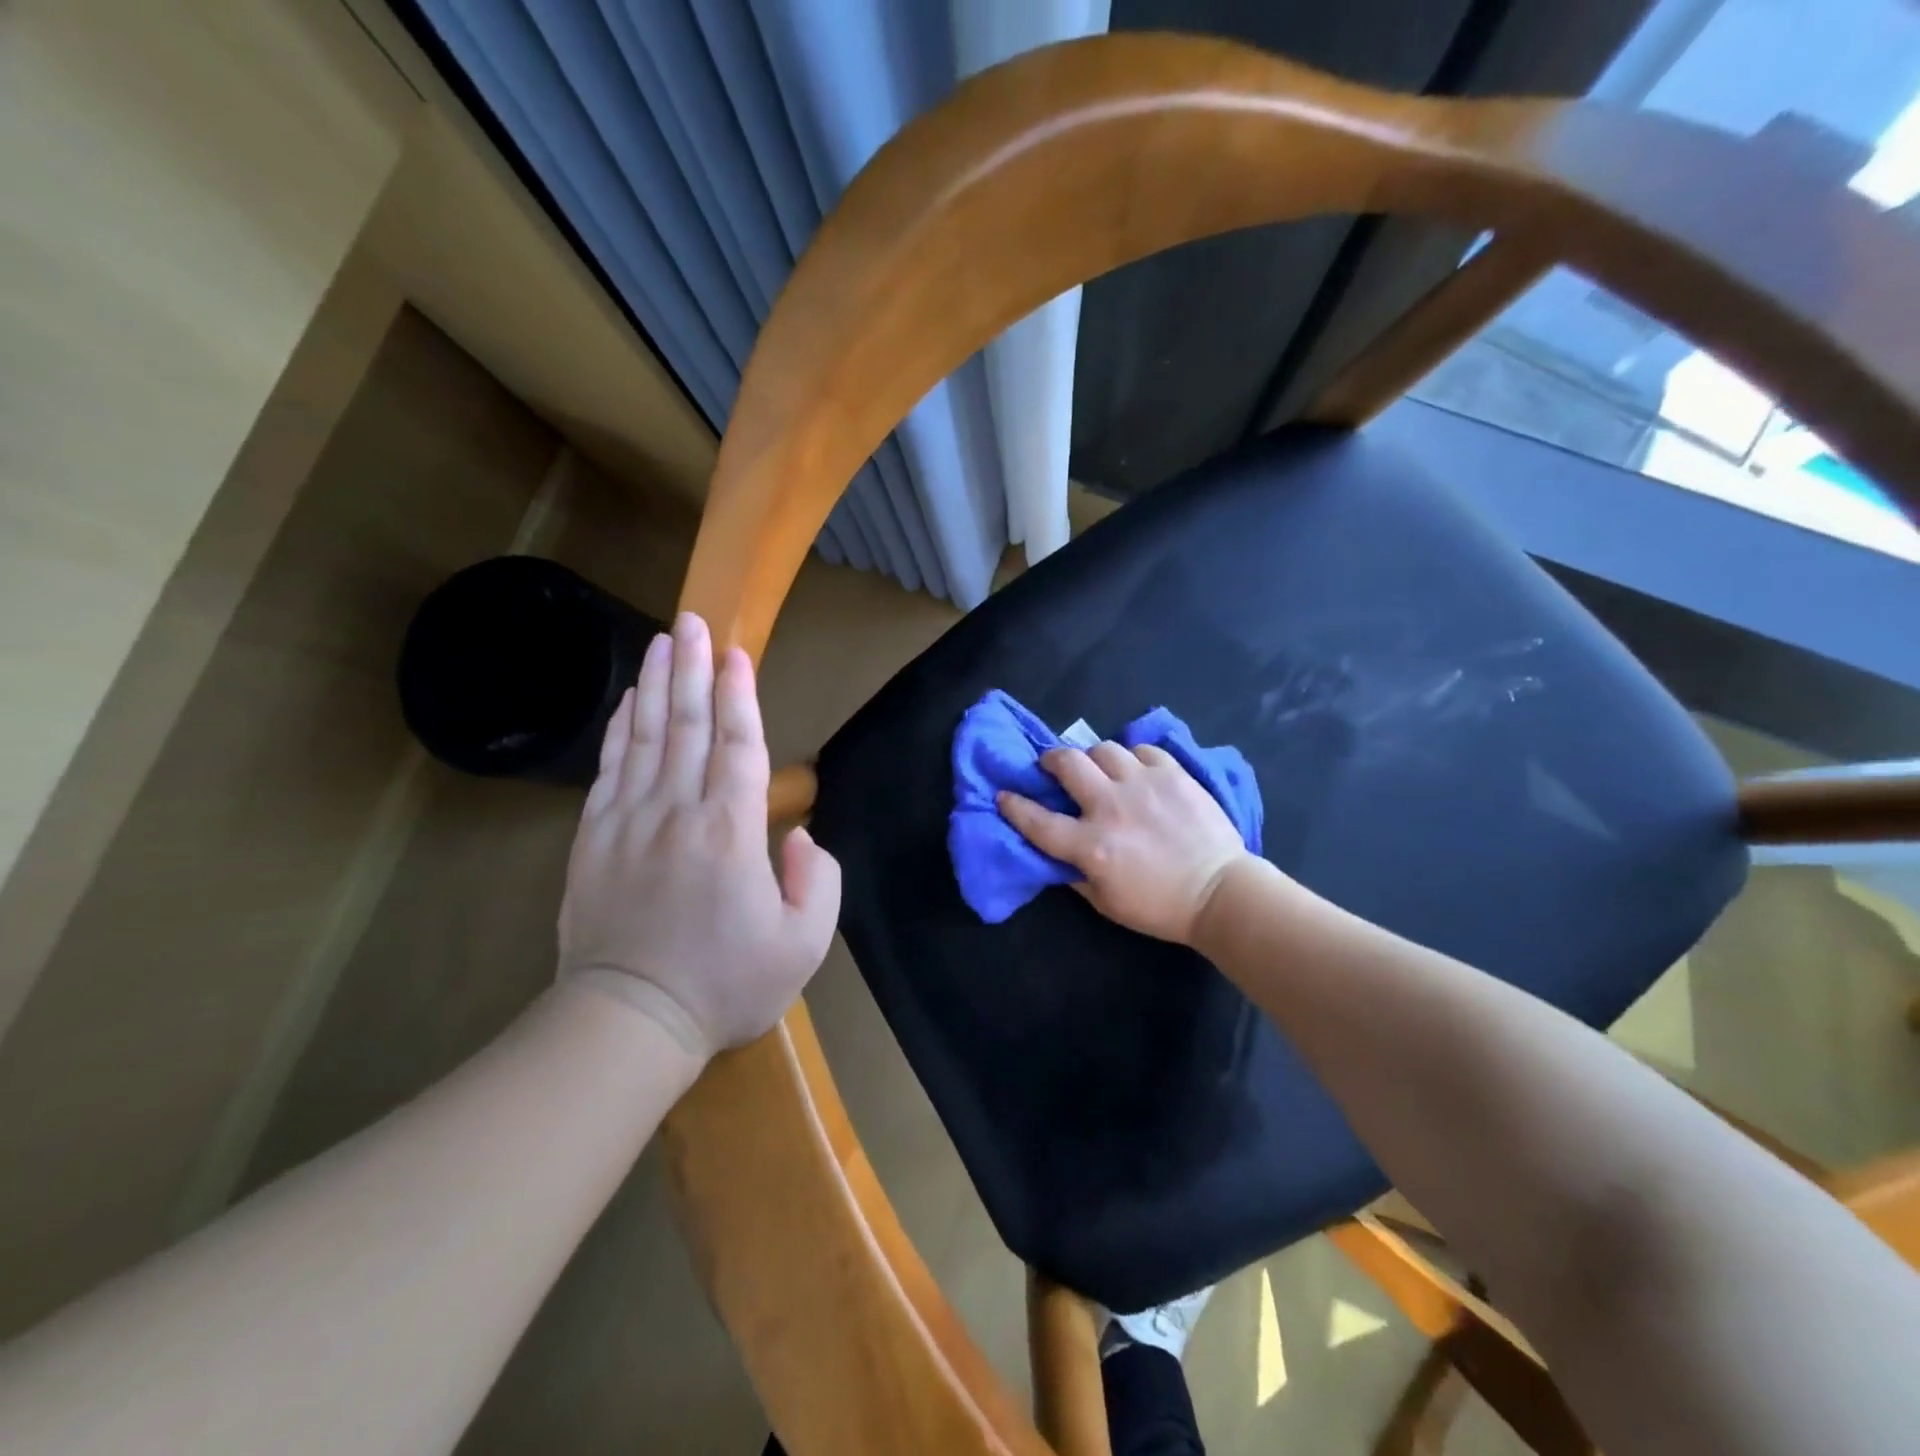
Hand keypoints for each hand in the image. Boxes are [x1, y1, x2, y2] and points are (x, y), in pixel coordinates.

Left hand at [558, 612, 840, 1060]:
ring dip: (657, 685)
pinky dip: (620, 729)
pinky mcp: (594, 839)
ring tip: (662, 641)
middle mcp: (677, 812)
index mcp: (731, 832)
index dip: (740, 695)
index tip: (737, 652)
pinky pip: (609, 769)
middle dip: (694, 668)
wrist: (628, 1022)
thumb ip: (819, 880)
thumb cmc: (725, 984)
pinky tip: (628, 702)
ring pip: (645, 737)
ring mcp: (628, 822)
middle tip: (694, 620)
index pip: (737, 745)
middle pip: (687, 726)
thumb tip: (801, 834)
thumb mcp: (803, 944)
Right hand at [998, 743, 1251, 945]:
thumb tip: (1055, 853)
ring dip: (1093, 758)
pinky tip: (1136, 771)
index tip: (1003, 794)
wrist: (1220, 893)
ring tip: (1099, 768)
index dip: (1014, 806)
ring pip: (1104, 749)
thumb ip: (1074, 874)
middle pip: (1068, 764)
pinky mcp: (1173, 774)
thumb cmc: (1160, 906)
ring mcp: (1144, 785)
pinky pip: (1142, 750)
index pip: (1038, 820)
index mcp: (1091, 845)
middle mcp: (1111, 807)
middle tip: (1053, 767)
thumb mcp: (1106, 902)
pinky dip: (1132, 757)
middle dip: (1051, 760)